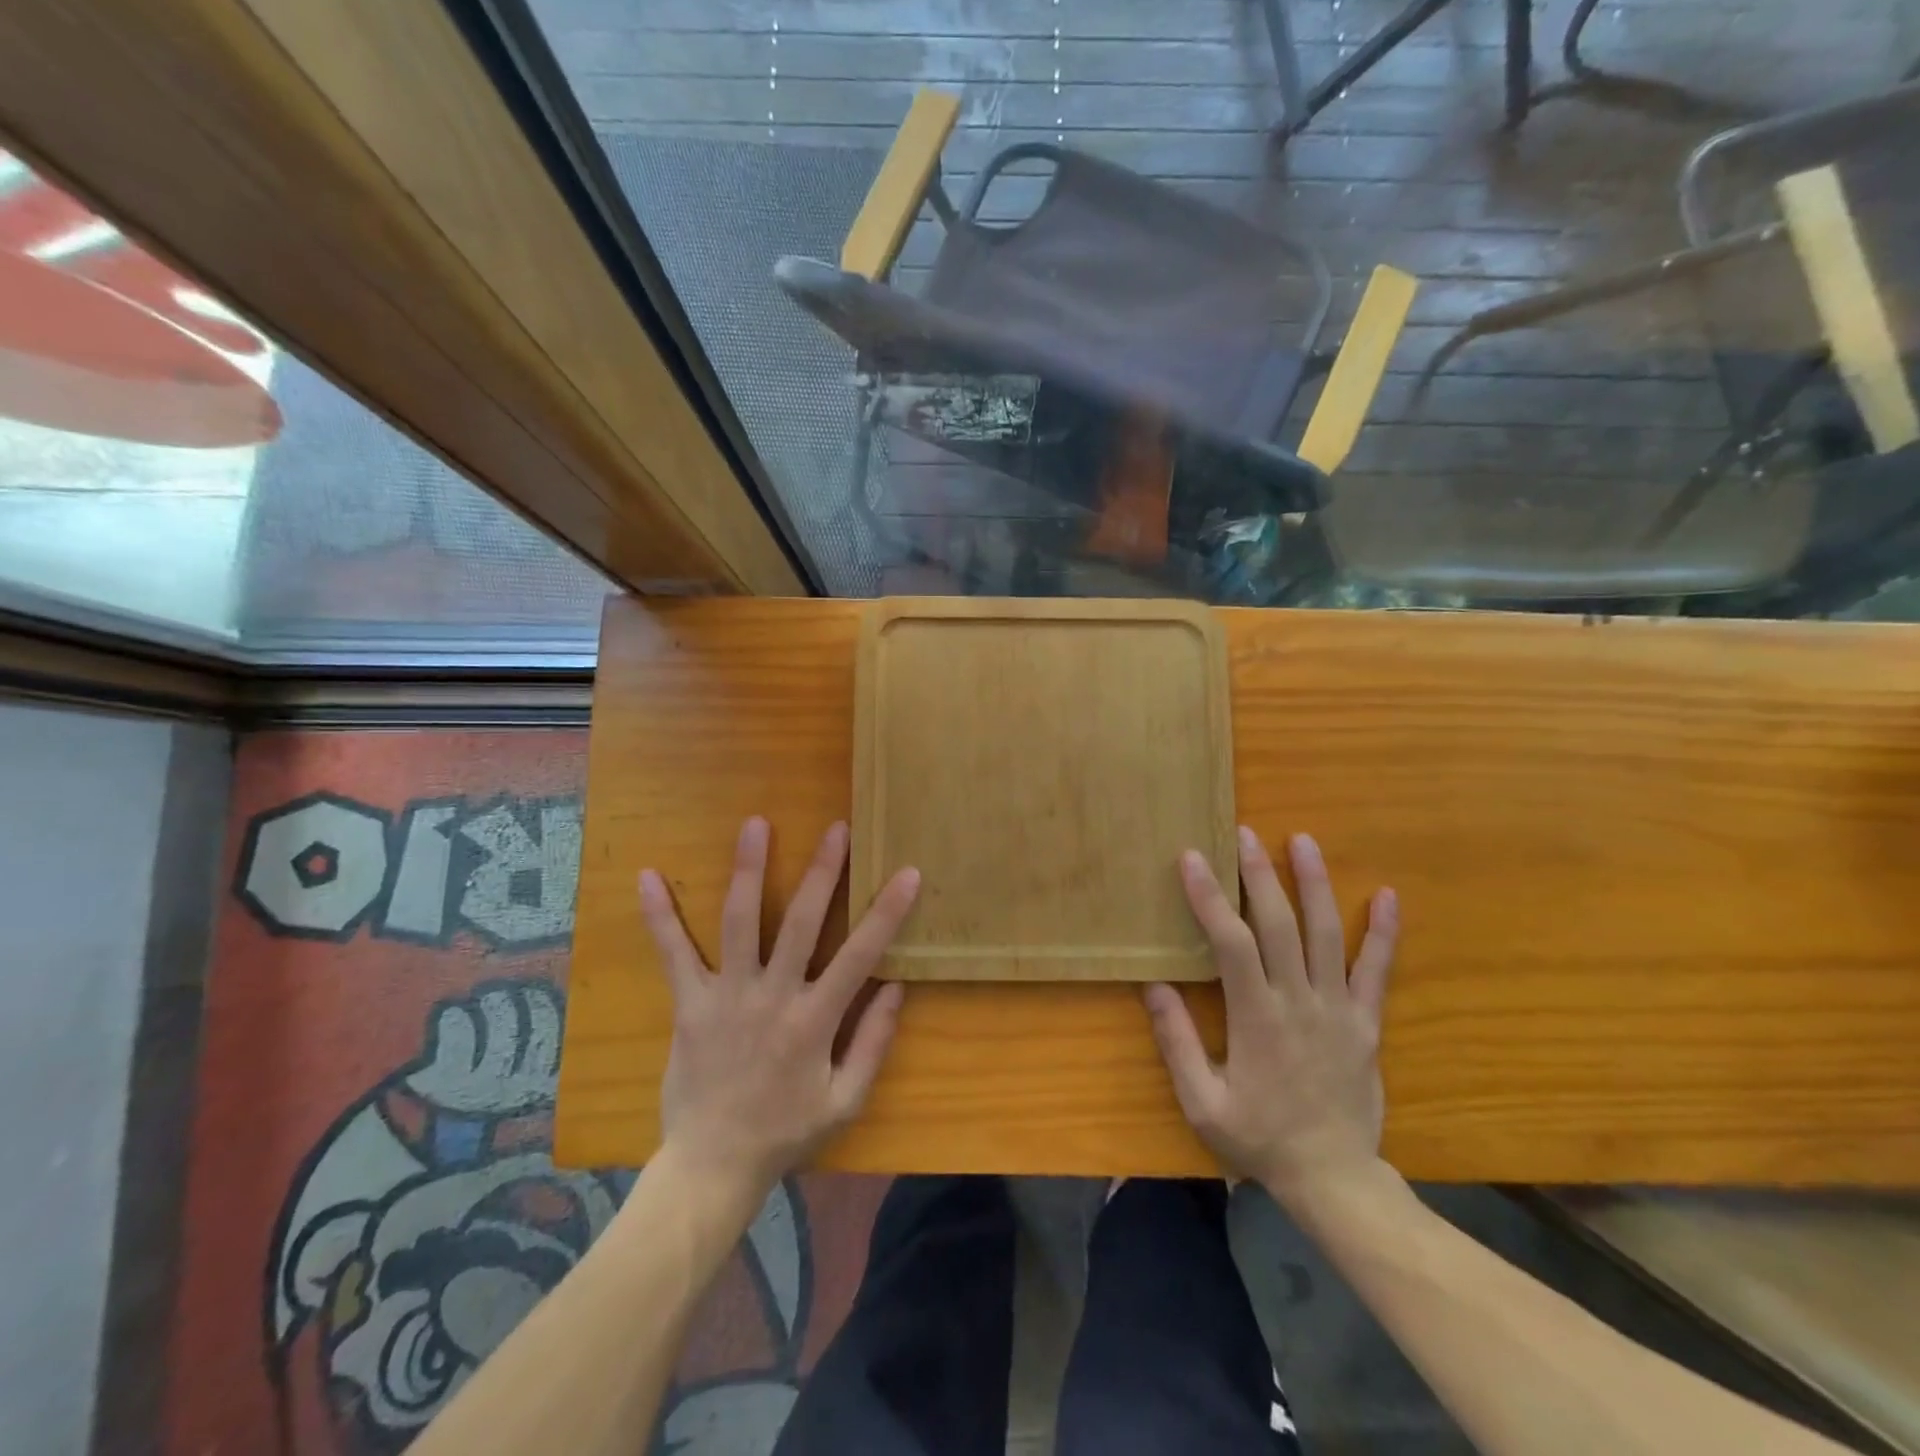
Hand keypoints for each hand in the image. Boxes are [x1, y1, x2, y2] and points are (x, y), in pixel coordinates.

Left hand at [640, 817, 919, 1199]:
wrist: (713, 1165)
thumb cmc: (786, 1131)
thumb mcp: (846, 1099)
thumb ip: (874, 1042)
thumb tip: (896, 986)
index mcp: (815, 1020)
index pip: (860, 954)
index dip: (886, 912)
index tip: (907, 872)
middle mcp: (772, 997)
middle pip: (799, 922)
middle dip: (821, 872)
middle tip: (835, 828)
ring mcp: (727, 996)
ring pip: (739, 922)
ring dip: (748, 870)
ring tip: (755, 824)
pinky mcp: (690, 1004)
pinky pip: (673, 954)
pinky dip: (660, 916)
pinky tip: (647, 877)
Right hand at [1144, 828, 1397, 1213]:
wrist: (1334, 1179)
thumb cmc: (1259, 1137)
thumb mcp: (1202, 1101)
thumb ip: (1177, 1042)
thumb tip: (1153, 985)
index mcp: (1257, 1018)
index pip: (1232, 943)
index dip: (1211, 898)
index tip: (1193, 859)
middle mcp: (1299, 1002)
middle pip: (1281, 925)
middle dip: (1260, 874)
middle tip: (1245, 833)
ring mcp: (1339, 1009)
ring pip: (1327, 935)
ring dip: (1314, 884)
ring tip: (1303, 841)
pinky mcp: (1366, 1022)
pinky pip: (1377, 971)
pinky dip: (1384, 932)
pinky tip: (1388, 896)